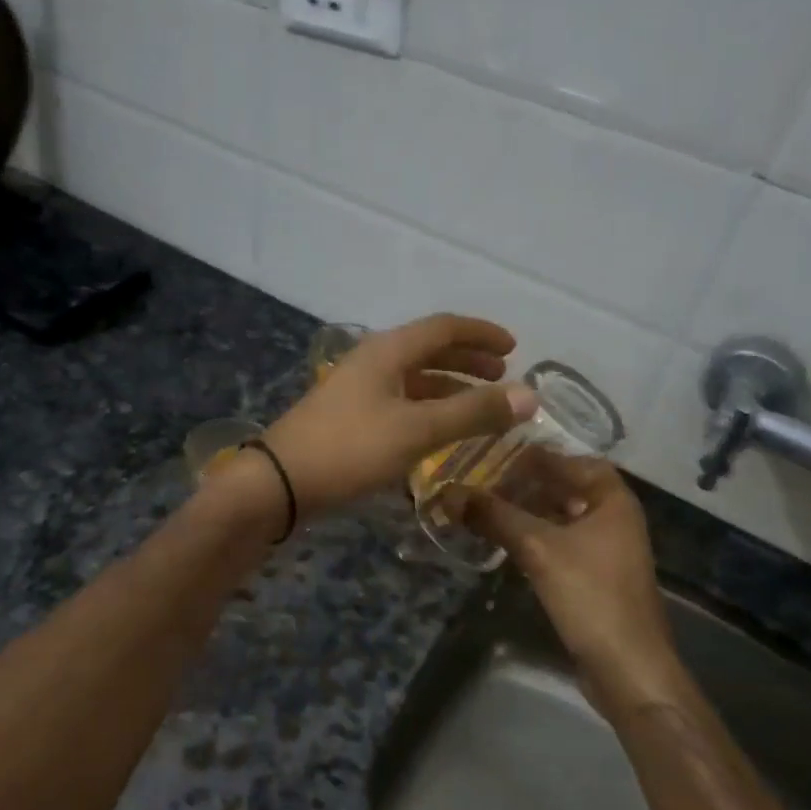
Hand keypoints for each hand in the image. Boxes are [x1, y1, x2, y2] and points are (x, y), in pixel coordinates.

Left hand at [260, 314, 536, 517]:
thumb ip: (473, 413)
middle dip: (468, 360)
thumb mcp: (417, 430)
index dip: (482, 334)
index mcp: (388, 350)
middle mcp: (373, 361)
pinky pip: (401, 401)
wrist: (280, 482)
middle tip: (502, 376)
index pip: (444, 327)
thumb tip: (531, 396)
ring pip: (414, 377)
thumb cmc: (351, 448)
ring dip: (449, 386)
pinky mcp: (349, 416)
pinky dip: (428, 408)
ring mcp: (358, 388)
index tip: (515, 348)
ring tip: (479, 404)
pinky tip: (440, 430)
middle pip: (428, 349)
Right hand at [463, 459, 691, 722]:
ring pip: (562, 518)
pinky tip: (505, 542)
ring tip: (486, 508)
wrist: (627, 668)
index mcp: (613, 501)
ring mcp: (607, 551)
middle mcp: (615, 519)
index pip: (574, 461)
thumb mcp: (537, 548)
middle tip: (483, 481)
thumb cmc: (590, 595)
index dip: (537, 456)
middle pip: (567, 488)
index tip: (497, 455)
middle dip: (527, 484)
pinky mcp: (595, 579)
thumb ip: (494, 516)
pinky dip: (535, 538)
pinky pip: (561, 544)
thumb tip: (449, 492)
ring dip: (528, 512)